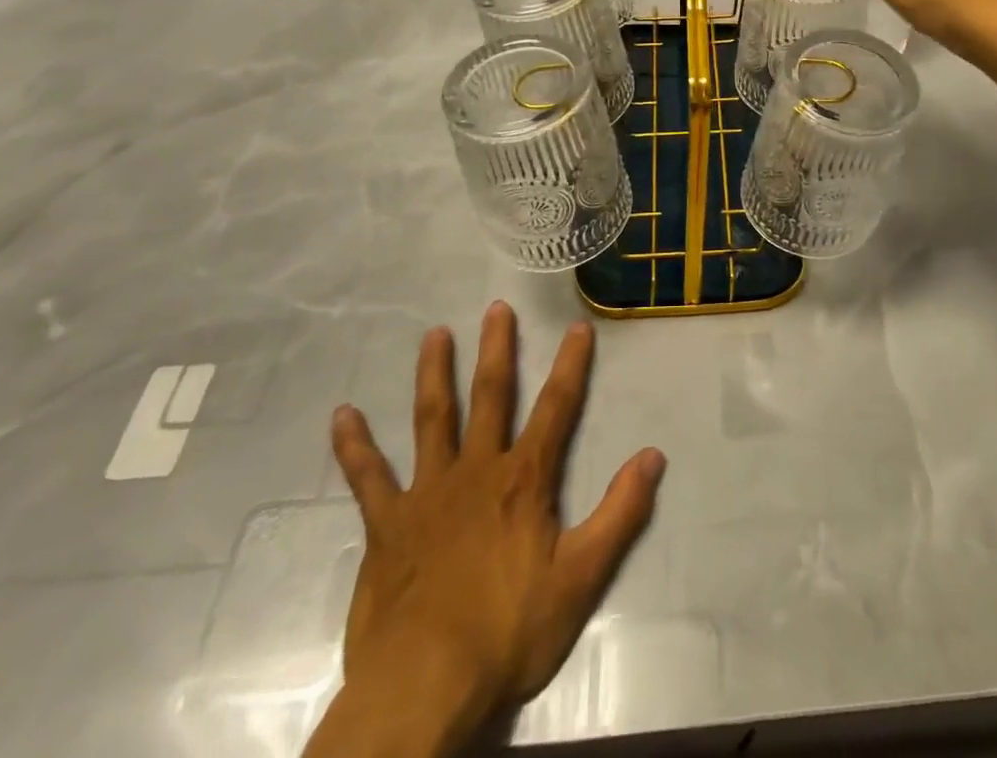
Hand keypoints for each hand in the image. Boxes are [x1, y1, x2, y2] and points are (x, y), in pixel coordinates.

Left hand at [305, 303, 665, 757]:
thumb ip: (621, 513)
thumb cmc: (508, 631)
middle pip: (490, 396)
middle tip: (496, 307)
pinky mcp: (387, 525)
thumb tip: (653, 456)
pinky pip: (368, 478)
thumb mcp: (582, 577)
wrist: (423, 687)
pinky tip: (342, 415)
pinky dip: (355, 446)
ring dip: (434, 374)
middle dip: (496, 350)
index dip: (570, 366)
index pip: (556, 408)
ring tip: (434, 334)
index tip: (576, 327)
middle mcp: (476, 470)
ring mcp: (427, 494)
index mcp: (523, 480)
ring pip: (431, 419)